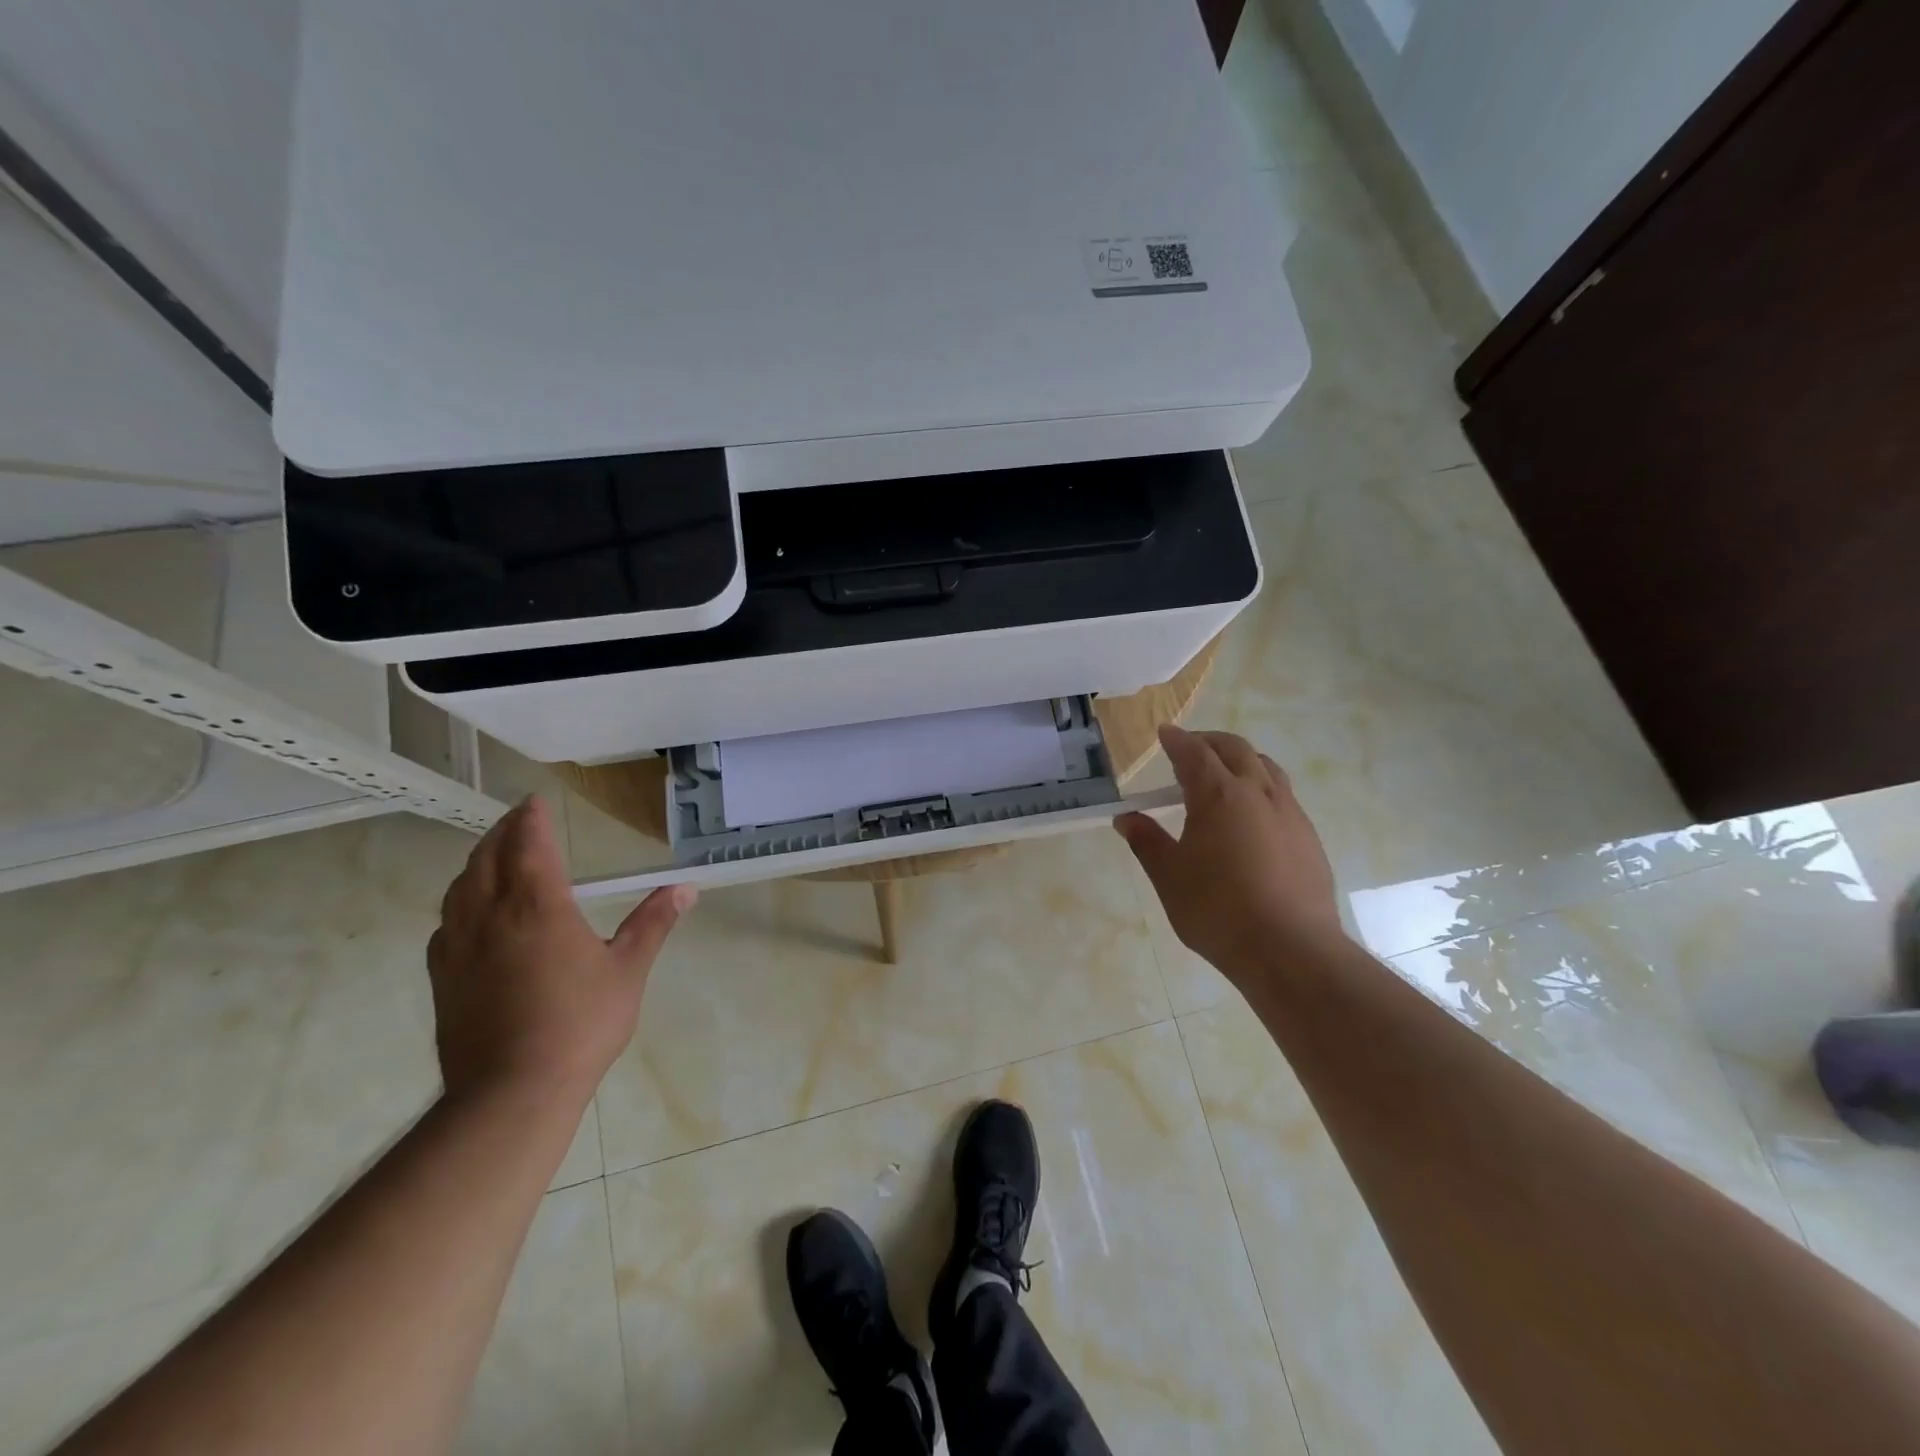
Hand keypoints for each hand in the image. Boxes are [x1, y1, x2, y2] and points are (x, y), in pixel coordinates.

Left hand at [427, 797, 695, 1106]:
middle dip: (503, 832)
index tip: (536, 801)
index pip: (529, 845)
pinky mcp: (442, 977)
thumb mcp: (628, 970)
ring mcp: (458, 946)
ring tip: (494, 855)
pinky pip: (445, 922)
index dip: (531, 819)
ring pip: (460, 887)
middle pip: (487, 857)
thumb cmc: (580, 1024)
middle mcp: (490, 915)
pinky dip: (460, 900)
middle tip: (519, 819)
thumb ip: (653, 923)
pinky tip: (470, 913)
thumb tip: (685, 888)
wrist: (511, 1092)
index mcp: (537, 906)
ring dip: (478, 861)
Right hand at [1116, 726, 1345, 984]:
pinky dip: (1261, 787)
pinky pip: (1283, 795)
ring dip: (1241, 760)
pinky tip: (1252, 816)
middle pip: (1236, 750)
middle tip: (1190, 748)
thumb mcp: (1169, 877)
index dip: (1176, 740)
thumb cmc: (1218, 910)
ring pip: (1266, 768)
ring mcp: (1290, 813)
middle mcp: (1258, 793)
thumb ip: (1147, 842)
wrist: (1291, 950)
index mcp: (1220, 795)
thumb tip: (1127, 819)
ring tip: (1223, 774)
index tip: (1164, 733)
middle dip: (1210, 742)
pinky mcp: (1309, 837)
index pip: (1194, 753)